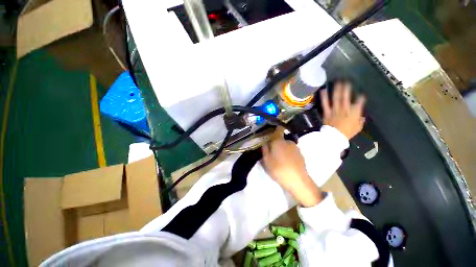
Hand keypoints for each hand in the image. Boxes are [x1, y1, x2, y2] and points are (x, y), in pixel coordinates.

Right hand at [262, 137, 322, 206]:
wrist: (298, 181)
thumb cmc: (278, 169)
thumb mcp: (266, 160)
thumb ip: (265, 150)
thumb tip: (265, 144)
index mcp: (279, 141)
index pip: (278, 130)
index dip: (274, 132)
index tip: (269, 140)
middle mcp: (288, 142)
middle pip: (281, 140)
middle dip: (276, 145)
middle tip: (272, 154)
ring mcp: (296, 148)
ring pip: (286, 146)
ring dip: (283, 150)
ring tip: (279, 161)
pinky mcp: (301, 155)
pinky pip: (291, 152)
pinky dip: (288, 155)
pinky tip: (286, 164)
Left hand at [320, 81, 365, 139]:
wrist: (334, 137)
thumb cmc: (347, 133)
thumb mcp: (357, 128)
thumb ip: (360, 121)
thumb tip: (361, 117)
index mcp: (354, 113)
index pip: (359, 103)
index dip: (361, 98)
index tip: (361, 95)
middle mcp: (345, 109)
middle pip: (346, 97)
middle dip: (347, 89)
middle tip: (347, 81)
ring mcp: (335, 110)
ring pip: (336, 98)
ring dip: (337, 90)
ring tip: (337, 83)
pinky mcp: (327, 112)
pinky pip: (325, 104)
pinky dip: (324, 97)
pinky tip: (323, 91)